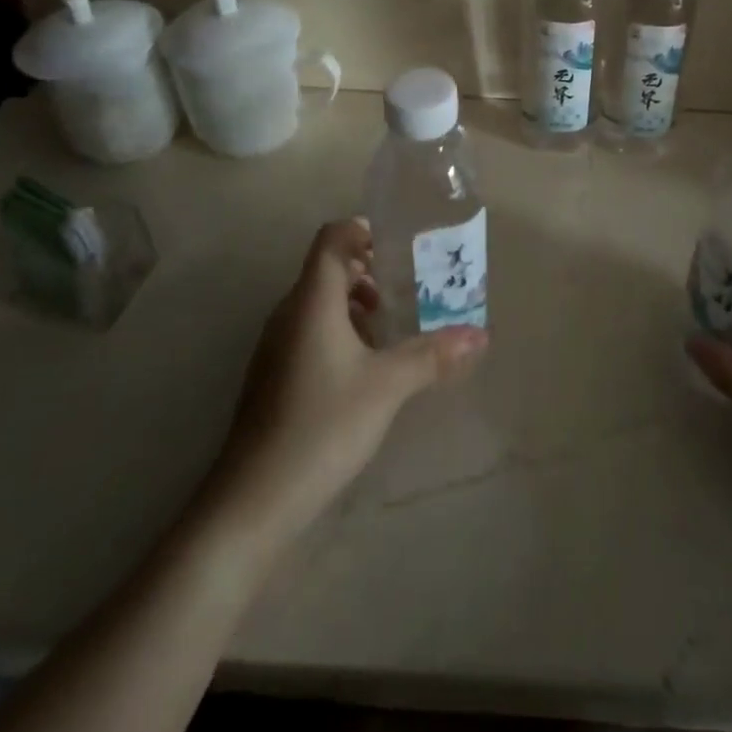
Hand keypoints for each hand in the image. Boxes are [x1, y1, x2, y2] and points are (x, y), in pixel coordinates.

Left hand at [204, 219, 487, 544]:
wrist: (252, 501)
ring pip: (319, 303)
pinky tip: (366, 367)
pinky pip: (310, 331)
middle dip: (369, 270)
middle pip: (328, 269)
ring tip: (393, 328)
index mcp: (311, 301)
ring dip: (356, 304)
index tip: (400, 245)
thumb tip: (479, 335)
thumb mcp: (387, 386)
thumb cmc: (322, 425)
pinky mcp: (274, 375)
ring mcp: (276, 346)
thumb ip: (432, 355)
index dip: (363, 230)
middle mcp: (289, 313)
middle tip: (410, 286)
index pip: (331, 238)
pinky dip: (341, 331)